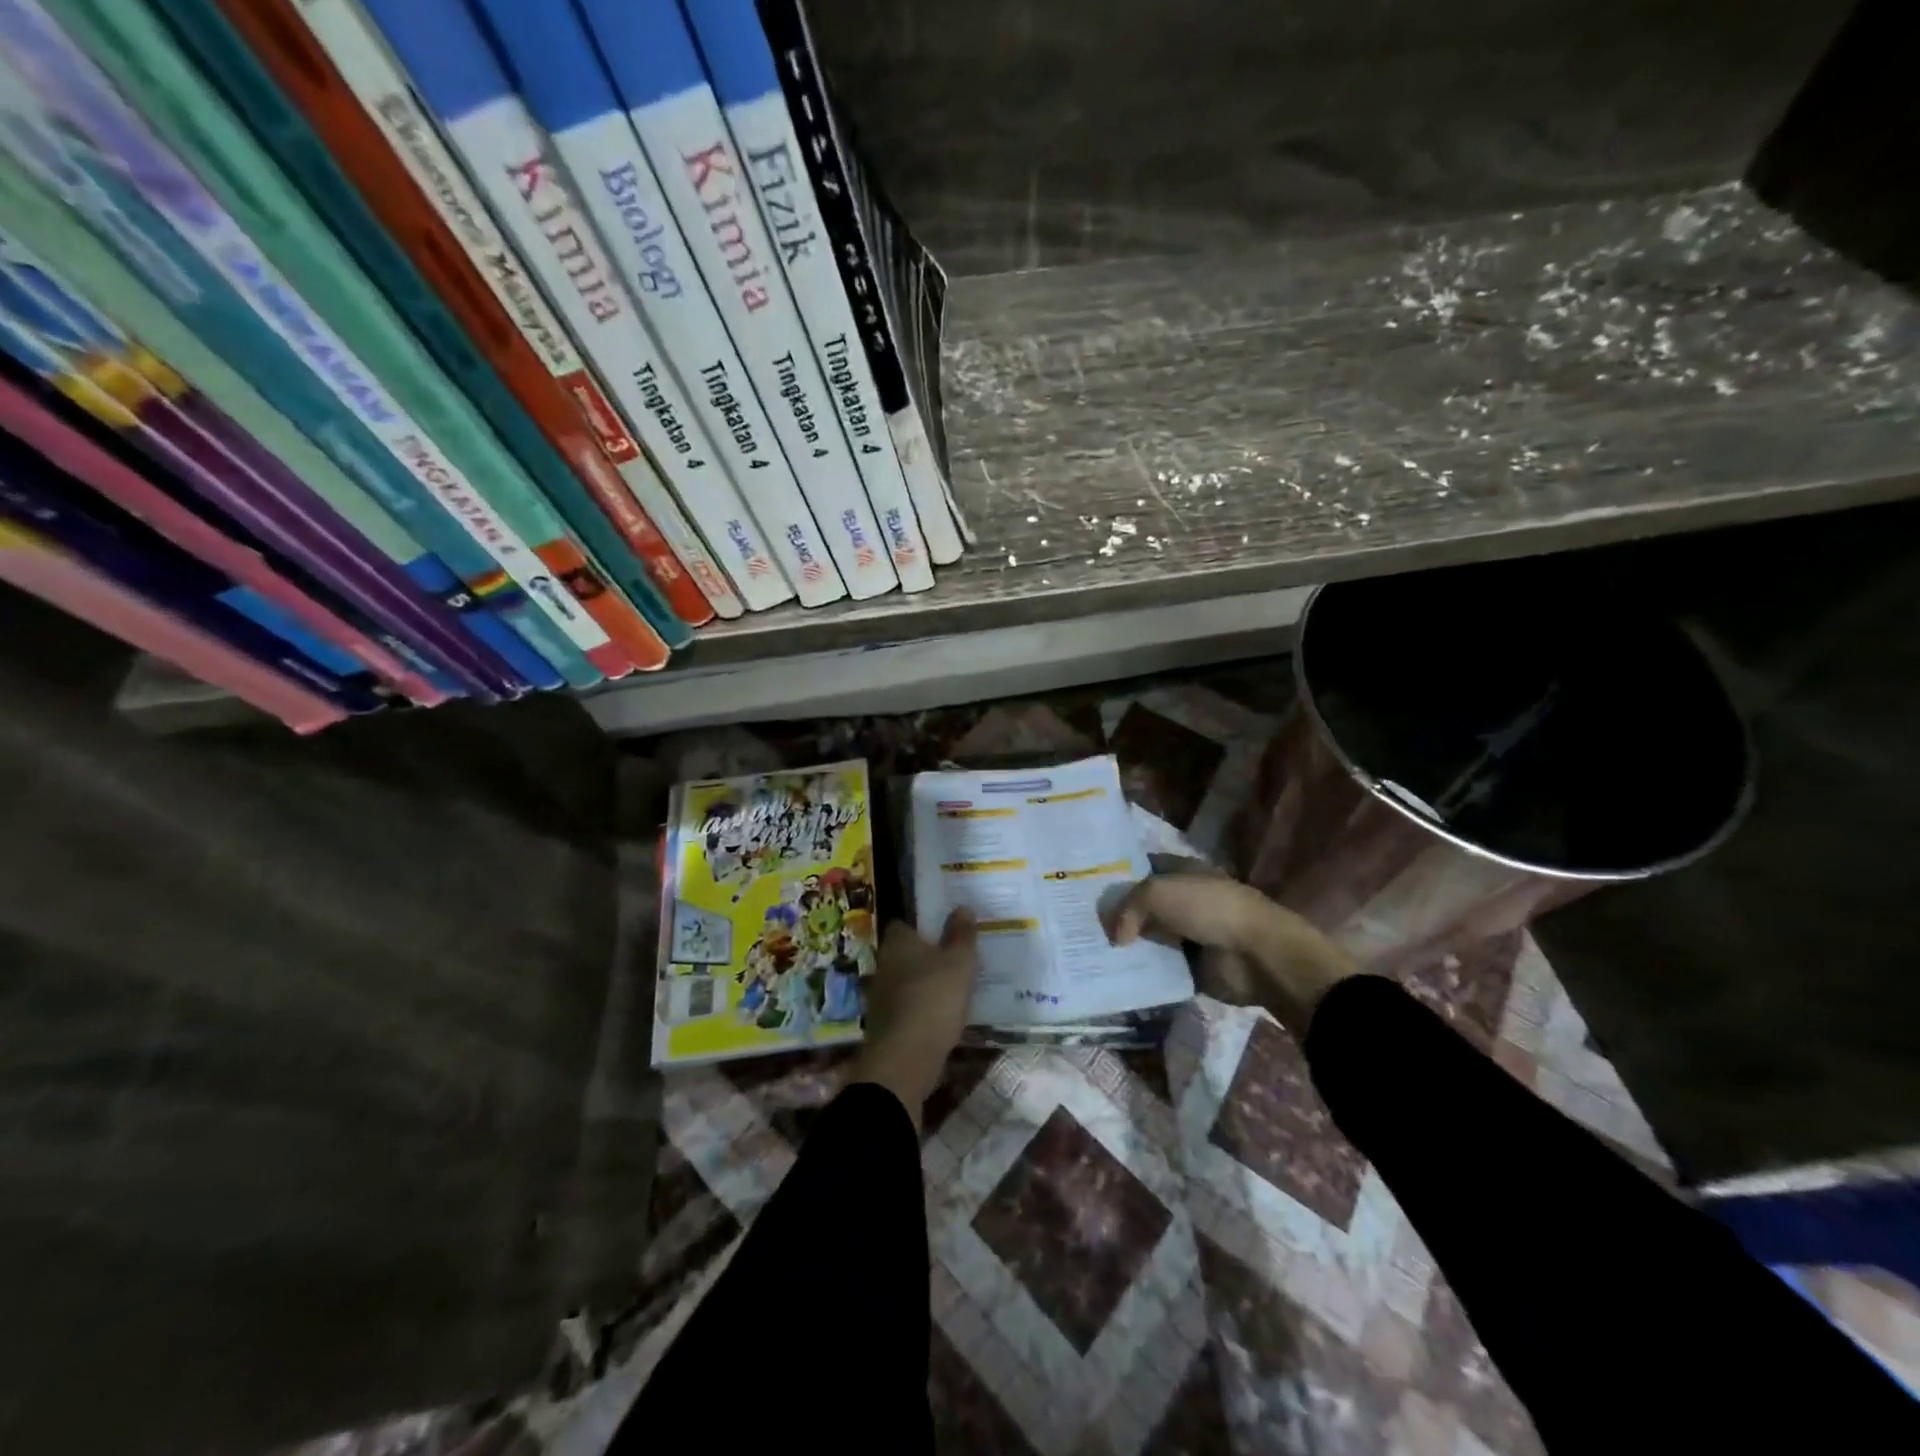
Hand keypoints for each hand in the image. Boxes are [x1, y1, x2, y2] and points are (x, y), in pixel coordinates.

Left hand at [852, 909, 979, 1128]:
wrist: (905, 1058)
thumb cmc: (933, 998)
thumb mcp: (959, 962)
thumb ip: (961, 934)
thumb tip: (962, 907)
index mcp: (897, 942)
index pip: (903, 924)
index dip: (922, 926)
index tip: (943, 930)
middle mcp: (883, 964)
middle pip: (904, 953)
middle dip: (924, 956)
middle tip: (953, 958)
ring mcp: (880, 996)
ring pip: (905, 981)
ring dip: (923, 984)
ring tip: (952, 988)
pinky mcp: (884, 1025)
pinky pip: (906, 1008)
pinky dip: (921, 1009)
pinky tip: (941, 1016)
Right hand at [1105, 858, 1355, 1028]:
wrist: (1255, 955)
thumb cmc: (1208, 909)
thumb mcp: (1158, 892)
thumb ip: (1127, 907)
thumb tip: (1115, 936)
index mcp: (1180, 871)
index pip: (1139, 867)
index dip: (1114, 875)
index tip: (1082, 886)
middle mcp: (1181, 900)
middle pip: (1139, 905)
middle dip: (1113, 913)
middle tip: (1076, 923)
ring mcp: (1186, 934)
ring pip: (1145, 937)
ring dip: (1124, 946)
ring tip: (1086, 950)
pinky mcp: (1189, 967)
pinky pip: (1156, 967)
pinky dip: (1139, 972)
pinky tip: (1111, 974)